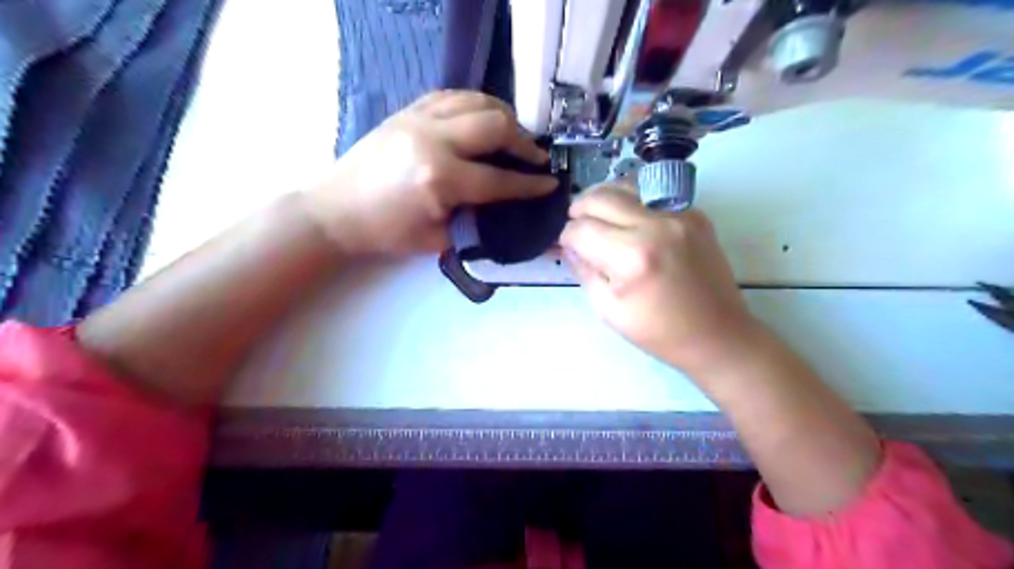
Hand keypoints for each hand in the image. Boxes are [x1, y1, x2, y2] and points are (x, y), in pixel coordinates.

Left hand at [303, 88, 553, 254]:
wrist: (335, 212)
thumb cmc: (386, 234)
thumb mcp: (436, 240)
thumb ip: (475, 222)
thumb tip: (506, 208)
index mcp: (440, 178)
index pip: (499, 179)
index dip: (529, 184)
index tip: (551, 183)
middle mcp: (433, 139)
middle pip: (495, 125)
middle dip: (523, 141)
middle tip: (534, 156)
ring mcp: (418, 118)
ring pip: (477, 101)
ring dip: (503, 116)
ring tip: (514, 135)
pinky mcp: (407, 111)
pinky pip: (452, 95)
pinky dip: (475, 104)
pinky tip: (483, 118)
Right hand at [558, 185, 763, 376]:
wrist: (718, 334)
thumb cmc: (659, 331)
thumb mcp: (609, 310)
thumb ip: (584, 271)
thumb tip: (570, 246)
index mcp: (631, 256)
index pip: (582, 229)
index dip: (566, 236)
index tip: (568, 246)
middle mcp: (655, 225)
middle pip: (601, 197)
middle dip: (579, 209)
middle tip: (576, 223)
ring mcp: (679, 215)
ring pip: (627, 185)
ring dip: (604, 197)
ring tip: (598, 215)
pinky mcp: (695, 214)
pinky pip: (653, 194)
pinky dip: (633, 201)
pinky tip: (629, 219)